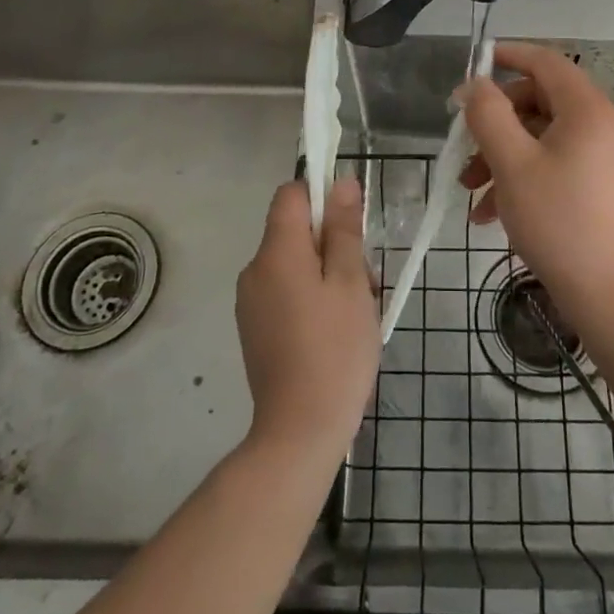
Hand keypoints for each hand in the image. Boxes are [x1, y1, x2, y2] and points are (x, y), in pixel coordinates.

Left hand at [236, 178, 378, 462]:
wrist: (300, 431)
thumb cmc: (334, 349)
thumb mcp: (350, 282)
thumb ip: (343, 229)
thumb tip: (339, 182)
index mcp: (275, 252)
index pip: (290, 194)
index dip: (321, 197)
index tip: (350, 227)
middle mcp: (254, 270)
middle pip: (295, 231)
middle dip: (331, 244)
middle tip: (362, 282)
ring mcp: (251, 302)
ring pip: (294, 263)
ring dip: (325, 273)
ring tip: (352, 312)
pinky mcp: (254, 328)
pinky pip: (285, 291)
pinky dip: (310, 297)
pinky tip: (333, 331)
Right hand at [457, 41, 613, 320]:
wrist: (607, 294)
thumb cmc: (557, 221)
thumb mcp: (511, 163)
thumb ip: (488, 115)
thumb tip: (474, 85)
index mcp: (589, 111)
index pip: (546, 62)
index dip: (509, 56)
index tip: (474, 65)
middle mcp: (604, 125)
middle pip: (540, 101)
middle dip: (496, 122)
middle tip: (464, 148)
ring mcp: (606, 155)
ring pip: (543, 136)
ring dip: (502, 155)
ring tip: (470, 190)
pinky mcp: (601, 183)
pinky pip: (556, 162)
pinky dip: (523, 175)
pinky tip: (490, 212)